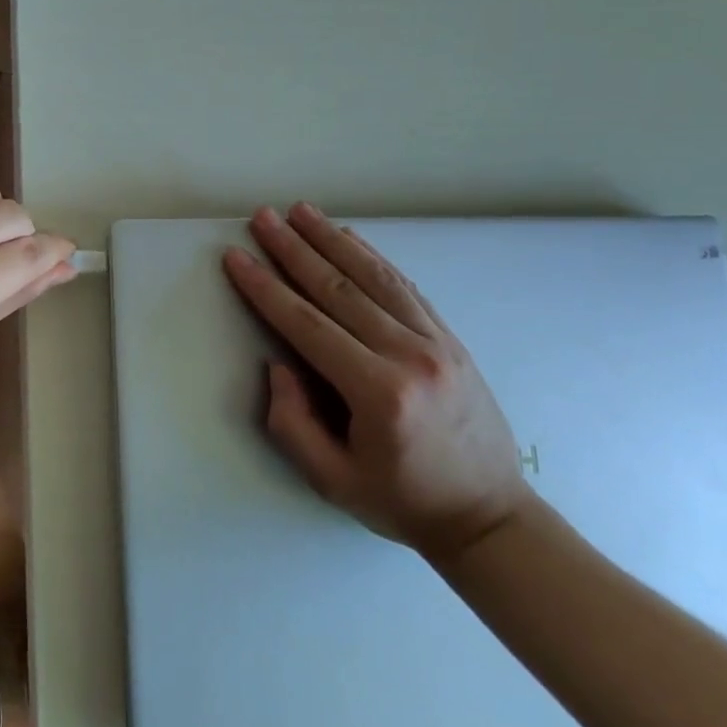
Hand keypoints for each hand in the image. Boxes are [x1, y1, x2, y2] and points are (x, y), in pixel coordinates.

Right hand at [222, 203, 530, 565]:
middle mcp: (409, 355)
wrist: (489, 515)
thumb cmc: (402, 501)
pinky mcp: (450, 339)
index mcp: (378, 392)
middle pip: (339, 289)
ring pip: (375, 277)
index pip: (307, 325)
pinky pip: (405, 287)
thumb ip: (292, 423)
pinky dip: (373, 257)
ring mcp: (435, 342)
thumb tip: (279, 364)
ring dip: (332, 240)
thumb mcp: (331, 481)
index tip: (237, 257)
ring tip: (300, 211)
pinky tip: (349, 237)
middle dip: (294, 249)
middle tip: (263, 217)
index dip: (266, 288)